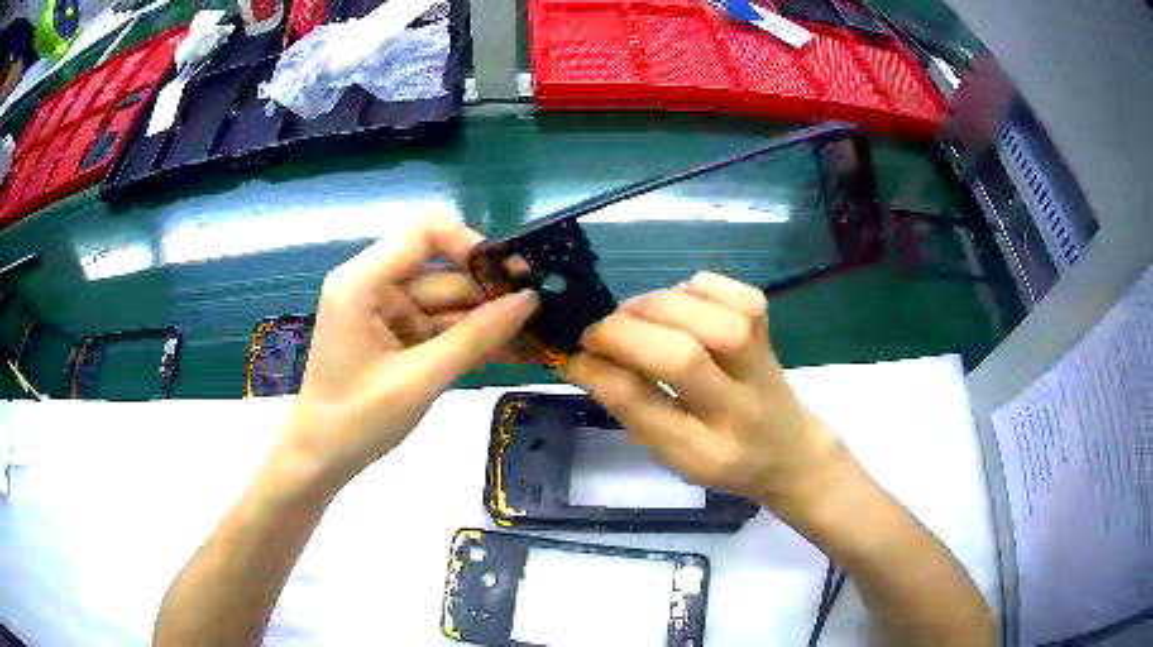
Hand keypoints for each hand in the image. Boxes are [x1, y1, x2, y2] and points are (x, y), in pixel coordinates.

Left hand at [283, 215, 537, 486]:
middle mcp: (375, 286)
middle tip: (540, 313)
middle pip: (442, 272)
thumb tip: (529, 300)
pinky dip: (469, 340)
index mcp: (364, 282)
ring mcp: (386, 312)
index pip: (424, 233)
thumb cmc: (358, 421)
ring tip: (536, 336)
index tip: (507, 279)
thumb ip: (475, 338)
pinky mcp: (396, 336)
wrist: (322, 459)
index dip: (469, 245)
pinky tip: (511, 350)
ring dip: (486, 321)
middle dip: (488, 294)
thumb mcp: (420, 379)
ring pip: (447, 302)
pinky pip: (440, 327)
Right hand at [561, 272, 845, 509]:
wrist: (788, 449)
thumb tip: (581, 360)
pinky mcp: (767, 324)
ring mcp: (762, 358)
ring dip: (655, 307)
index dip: (602, 374)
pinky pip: (727, 290)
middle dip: (626, 334)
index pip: (651, 408)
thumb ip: (630, 407)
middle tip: (597, 334)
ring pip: (710, 317)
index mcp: (709, 451)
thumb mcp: (669, 453)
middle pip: (684, 355)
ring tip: (633, 318)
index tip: (574, 359)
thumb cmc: (720, 457)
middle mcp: (742, 404)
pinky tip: (677, 305)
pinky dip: (691, 288)